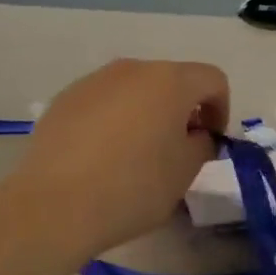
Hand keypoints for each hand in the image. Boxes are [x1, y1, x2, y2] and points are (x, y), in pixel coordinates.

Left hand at [8, 59, 228, 258]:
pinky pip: (103, 102)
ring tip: (136, 154)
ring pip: (134, 90)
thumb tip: (194, 134)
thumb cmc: (133, 187)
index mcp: (169, 81)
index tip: (210, 142)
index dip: (220, 109)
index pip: (212, 80)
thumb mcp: (185, 173)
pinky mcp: (64, 99)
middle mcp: (132, 69)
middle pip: (171, 80)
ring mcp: (93, 81)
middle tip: (177, 149)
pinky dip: (113, 120)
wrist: (55, 205)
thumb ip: (201, 144)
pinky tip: (101, 156)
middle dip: (182, 110)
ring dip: (146, 113)